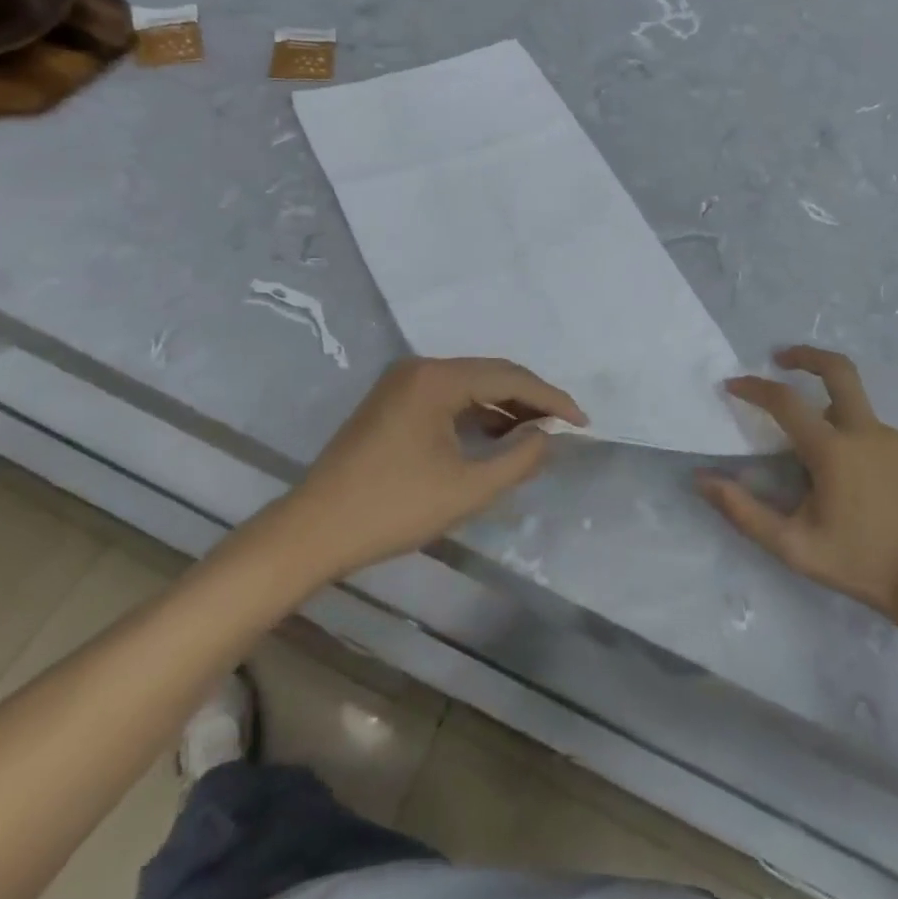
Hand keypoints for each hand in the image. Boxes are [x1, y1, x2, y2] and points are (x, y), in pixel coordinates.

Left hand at [279, 357, 586, 580]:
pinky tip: (495, 436)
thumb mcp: (467, 489)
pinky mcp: (391, 402)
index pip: (509, 378)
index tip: (583, 422)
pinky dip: (475, 414)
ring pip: (468, 385)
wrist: (313, 530)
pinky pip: (447, 397)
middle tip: (565, 426)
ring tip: (536, 434)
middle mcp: (419, 368)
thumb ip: (518, 459)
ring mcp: (401, 383)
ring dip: (503, 407)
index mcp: (437, 378)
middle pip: (489, 374)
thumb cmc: (393, 509)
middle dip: (530, 400)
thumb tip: (548, 435)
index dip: (551, 399)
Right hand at [701, 347, 897, 640]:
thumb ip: (742, 510)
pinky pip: (877, 436)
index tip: (732, 384)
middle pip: (838, 370)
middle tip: (781, 357)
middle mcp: (866, 432)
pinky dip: (857, 443)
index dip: (754, 388)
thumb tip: (701, 480)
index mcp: (833, 450)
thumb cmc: (857, 563)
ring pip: (855, 413)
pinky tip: (856, 482)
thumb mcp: (791, 545)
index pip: (785, 401)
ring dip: (830, 418)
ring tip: (818, 463)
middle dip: (806, 355)